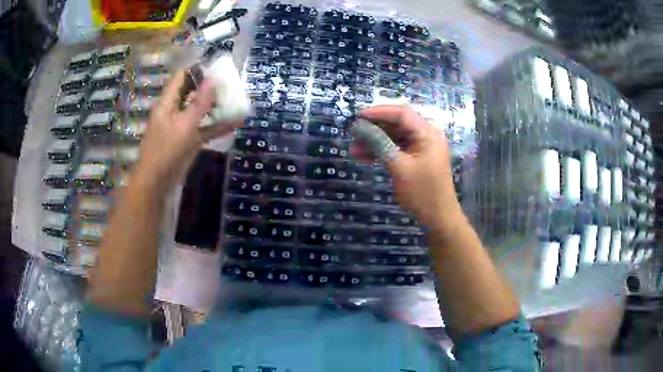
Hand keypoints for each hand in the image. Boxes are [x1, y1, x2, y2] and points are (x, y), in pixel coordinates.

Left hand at [136, 71, 242, 187]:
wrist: (158, 181)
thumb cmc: (167, 149)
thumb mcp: (185, 124)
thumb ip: (199, 102)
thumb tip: (212, 79)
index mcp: (168, 102)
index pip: (181, 77)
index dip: (196, 69)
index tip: (216, 67)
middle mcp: (175, 110)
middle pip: (192, 92)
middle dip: (210, 87)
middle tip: (230, 83)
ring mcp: (182, 126)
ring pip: (200, 111)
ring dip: (216, 106)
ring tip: (235, 99)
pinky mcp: (189, 140)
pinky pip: (204, 129)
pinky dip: (217, 126)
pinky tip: (234, 123)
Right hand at [353, 105, 460, 229]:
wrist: (438, 218)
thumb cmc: (422, 192)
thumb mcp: (399, 167)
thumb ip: (380, 144)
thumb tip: (360, 127)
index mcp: (428, 133)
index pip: (402, 113)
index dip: (378, 112)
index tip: (357, 116)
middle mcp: (426, 135)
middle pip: (397, 123)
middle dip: (374, 128)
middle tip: (353, 133)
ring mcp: (421, 147)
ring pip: (394, 136)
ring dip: (375, 141)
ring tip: (354, 148)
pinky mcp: (415, 157)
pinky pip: (396, 148)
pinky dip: (381, 151)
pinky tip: (363, 156)